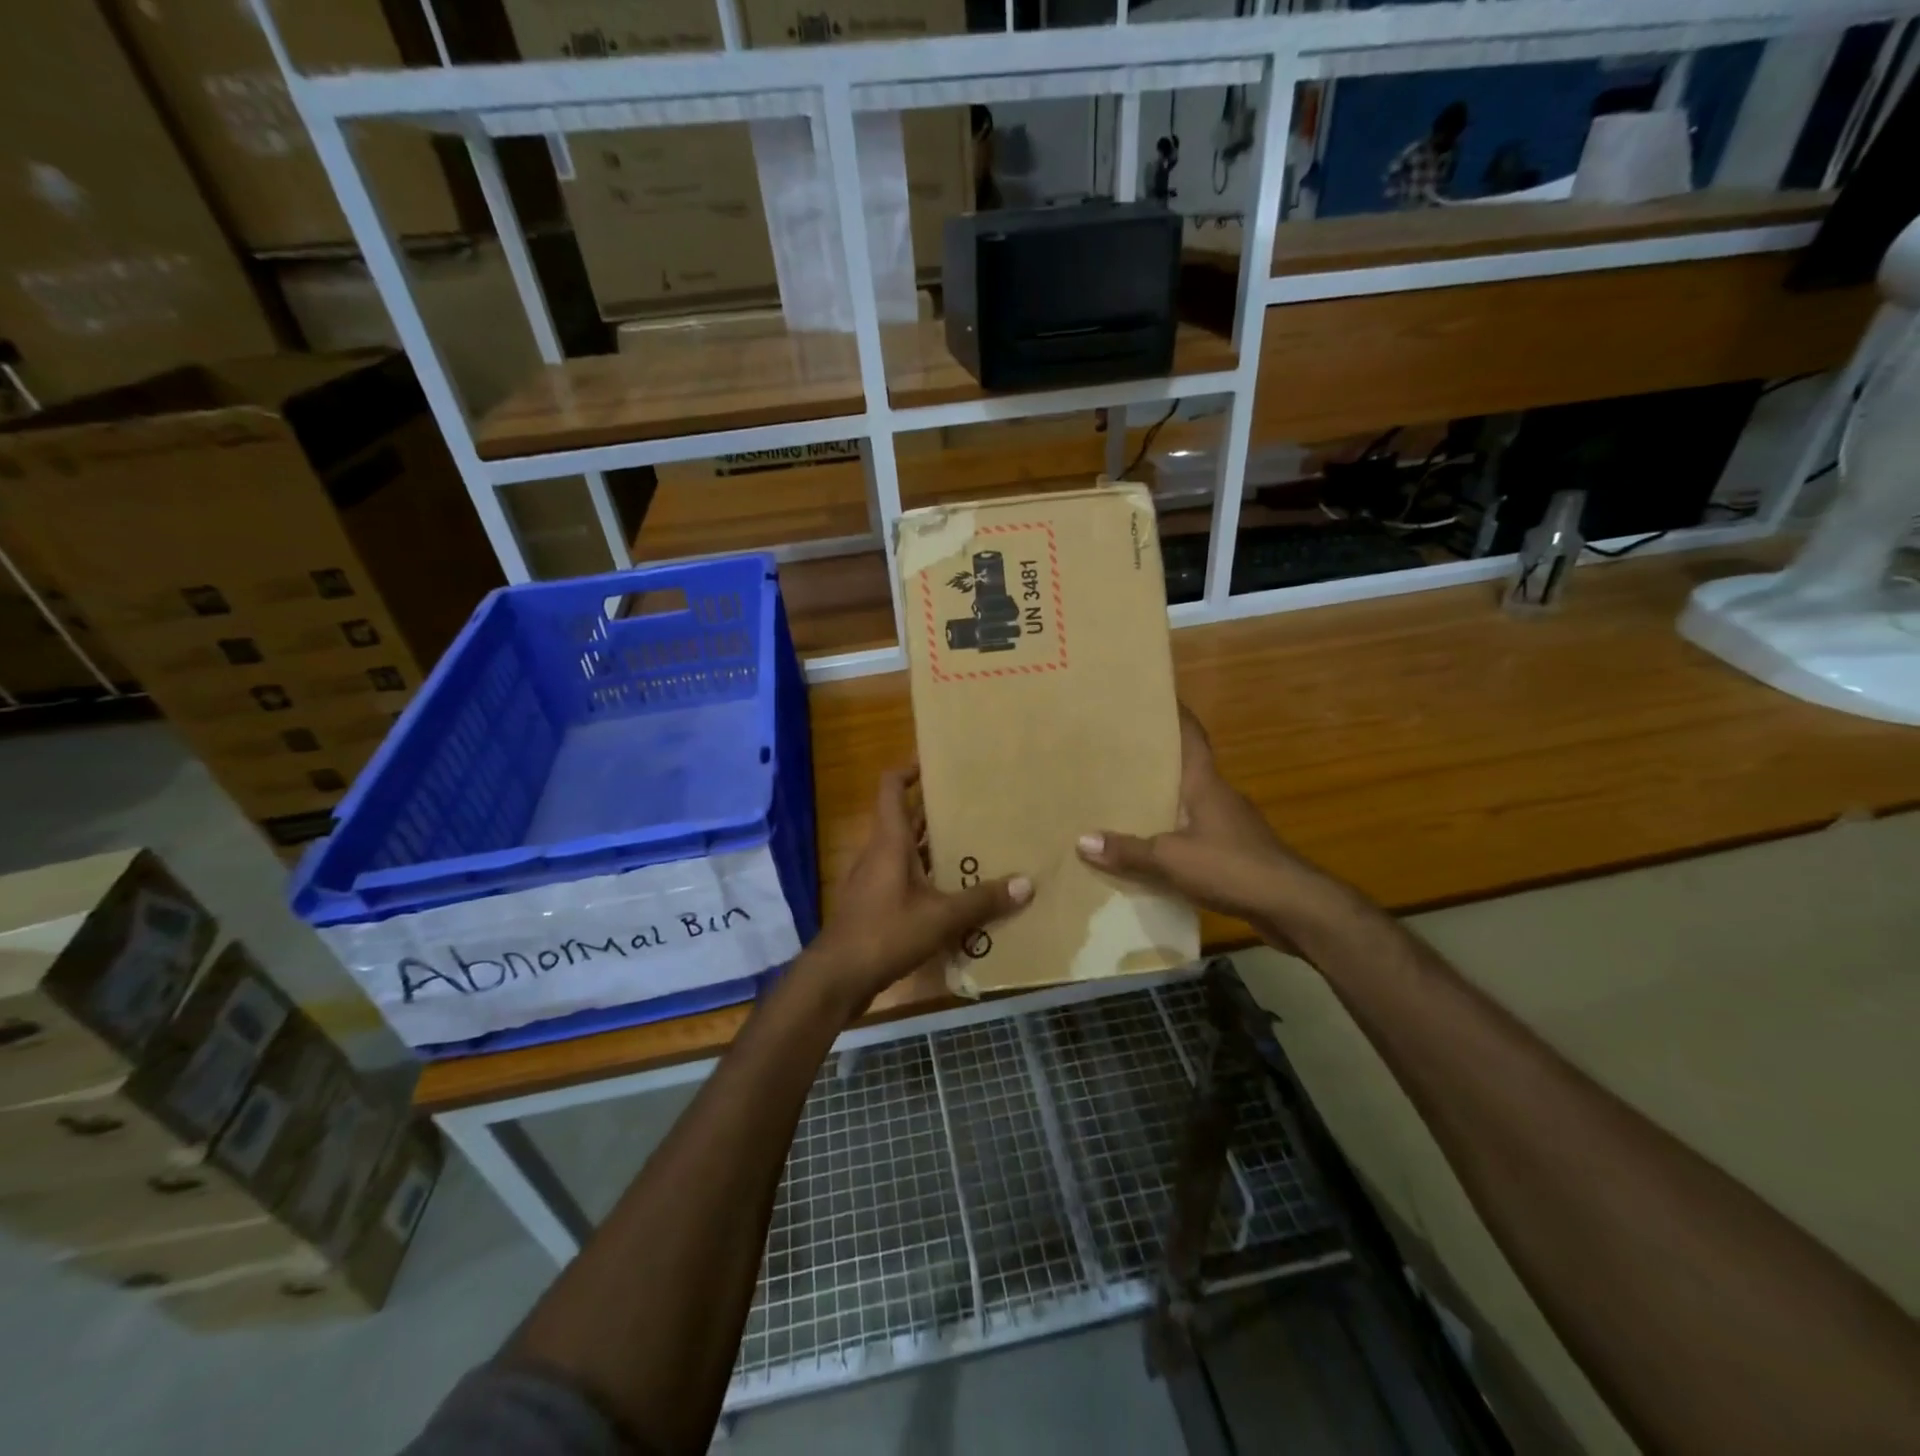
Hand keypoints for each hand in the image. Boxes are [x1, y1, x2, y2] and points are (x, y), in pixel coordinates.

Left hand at [801, 767, 1031, 1014]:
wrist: (837, 978)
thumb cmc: (885, 933)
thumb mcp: (941, 918)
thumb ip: (982, 900)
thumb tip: (1025, 884)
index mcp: (889, 842)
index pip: (891, 788)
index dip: (909, 769)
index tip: (937, 762)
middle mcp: (879, 854)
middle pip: (906, 820)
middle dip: (936, 811)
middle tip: (975, 807)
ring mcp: (873, 881)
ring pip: (907, 852)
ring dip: (935, 848)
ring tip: (975, 847)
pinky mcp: (874, 906)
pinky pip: (905, 880)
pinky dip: (928, 879)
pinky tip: (956, 895)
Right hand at [1077, 705, 1339, 944]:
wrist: (1292, 905)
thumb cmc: (1232, 866)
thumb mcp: (1171, 858)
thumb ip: (1128, 850)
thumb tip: (1081, 840)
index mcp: (1205, 783)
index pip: (1192, 736)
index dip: (1176, 713)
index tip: (1155, 695)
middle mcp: (1219, 795)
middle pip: (1185, 768)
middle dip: (1156, 759)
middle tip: (1118, 751)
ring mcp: (1231, 824)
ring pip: (1189, 802)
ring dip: (1163, 799)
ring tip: (1125, 798)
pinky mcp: (1235, 851)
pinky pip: (1195, 832)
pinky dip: (1173, 833)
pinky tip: (1152, 846)